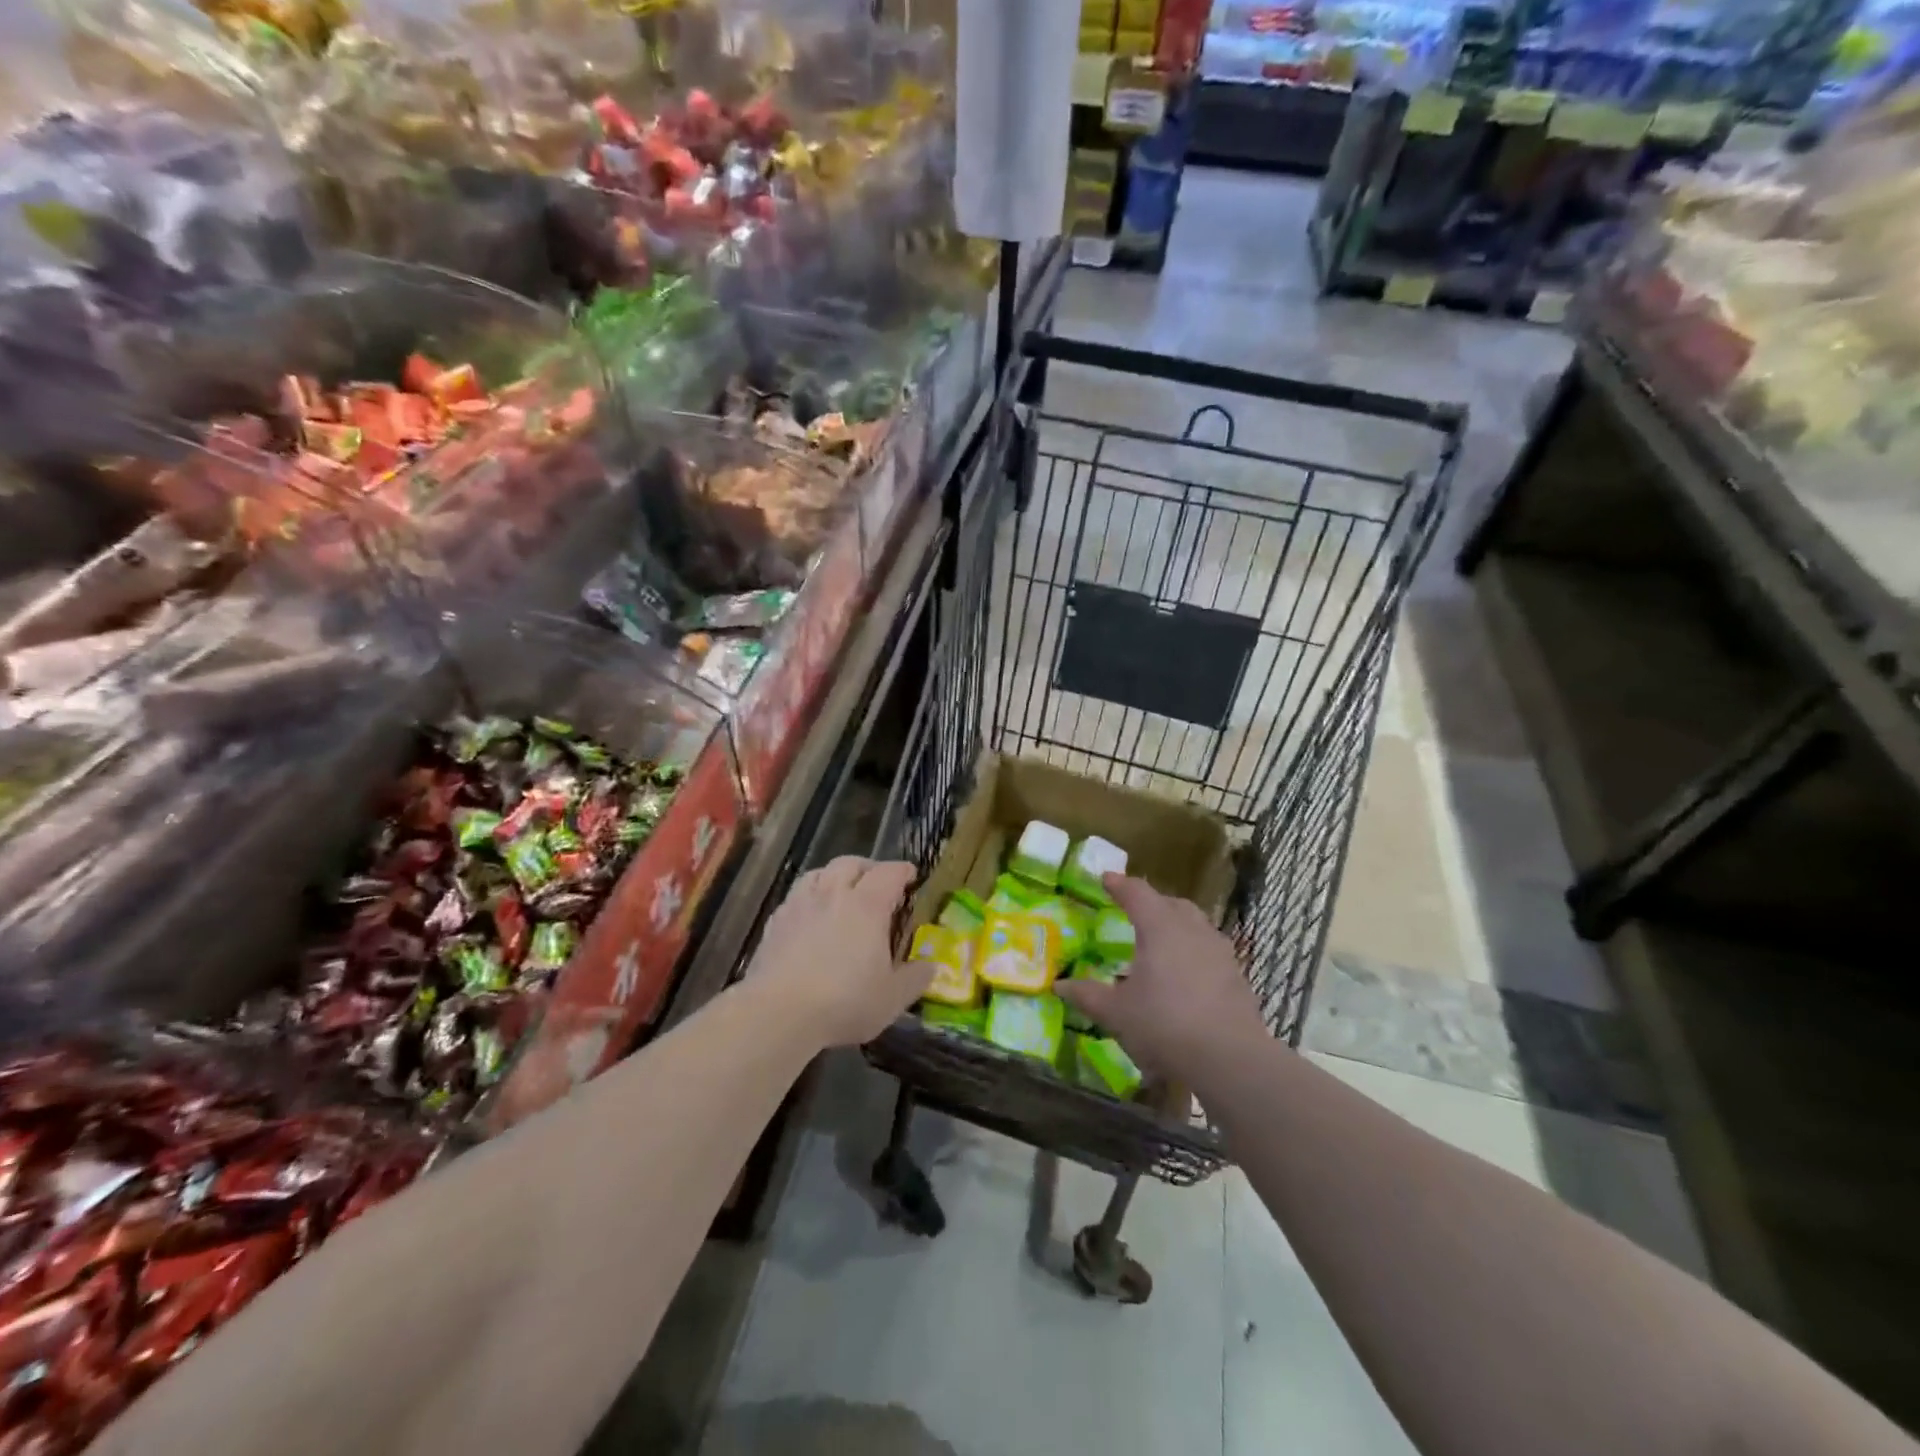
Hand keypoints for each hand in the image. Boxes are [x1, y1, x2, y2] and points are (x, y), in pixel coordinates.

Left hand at [747, 856, 928, 1047]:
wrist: (778, 1012)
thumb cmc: (845, 1001)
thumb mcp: (892, 997)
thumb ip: (915, 978)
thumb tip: (932, 966)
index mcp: (867, 905)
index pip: (889, 873)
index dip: (902, 870)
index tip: (911, 874)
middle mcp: (833, 894)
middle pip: (850, 863)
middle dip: (868, 867)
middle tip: (877, 882)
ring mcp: (800, 904)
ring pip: (818, 873)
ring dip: (834, 876)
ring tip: (841, 892)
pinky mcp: (775, 922)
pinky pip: (796, 896)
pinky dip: (809, 898)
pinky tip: (810, 917)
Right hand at [1056, 875, 1265, 1076]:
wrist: (1230, 1059)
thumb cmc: (1165, 1025)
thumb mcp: (1117, 1013)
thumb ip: (1087, 995)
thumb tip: (1059, 985)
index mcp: (1159, 927)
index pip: (1137, 893)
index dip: (1119, 885)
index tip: (1106, 879)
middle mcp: (1192, 929)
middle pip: (1170, 903)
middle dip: (1151, 903)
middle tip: (1133, 911)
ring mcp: (1219, 950)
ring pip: (1194, 924)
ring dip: (1175, 924)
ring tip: (1160, 941)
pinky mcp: (1236, 974)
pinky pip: (1209, 949)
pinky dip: (1193, 950)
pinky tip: (1185, 974)